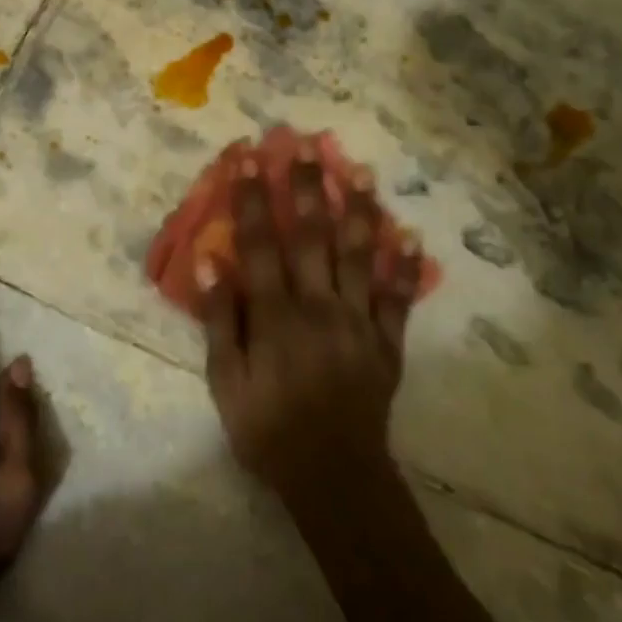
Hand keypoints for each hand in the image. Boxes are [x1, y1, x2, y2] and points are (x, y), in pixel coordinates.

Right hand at [197, 149, 425, 503]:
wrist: (333, 475)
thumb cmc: (268, 430)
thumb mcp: (226, 383)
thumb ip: (219, 322)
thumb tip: (210, 264)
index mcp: (276, 315)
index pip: (261, 244)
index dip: (253, 198)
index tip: (248, 158)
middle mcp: (320, 306)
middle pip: (312, 236)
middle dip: (305, 187)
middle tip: (303, 146)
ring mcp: (360, 321)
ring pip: (360, 255)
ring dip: (358, 210)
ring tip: (359, 171)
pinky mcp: (388, 342)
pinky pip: (398, 297)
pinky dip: (405, 265)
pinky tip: (410, 234)